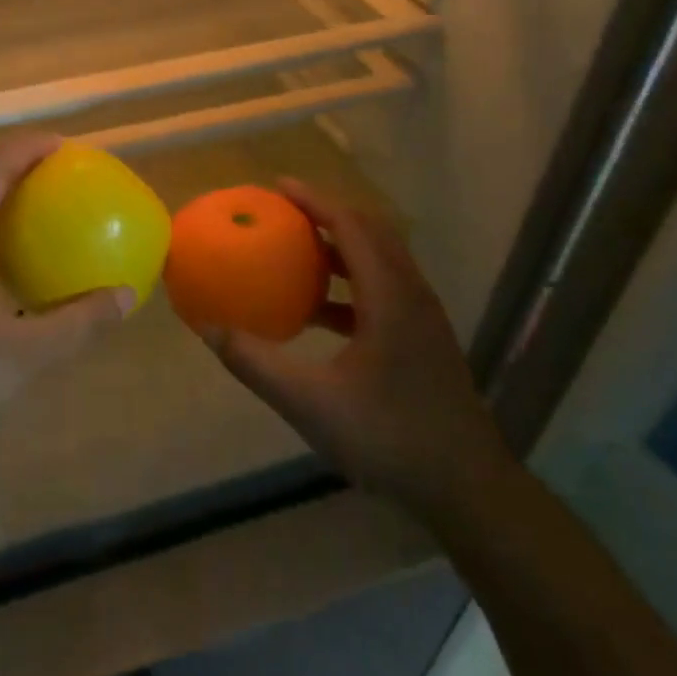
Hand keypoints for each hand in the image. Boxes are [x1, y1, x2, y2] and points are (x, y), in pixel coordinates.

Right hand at [196, 180, 514, 518]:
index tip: (277, 186)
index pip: (351, 226)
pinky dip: (350, 283)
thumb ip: (255, 363)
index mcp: (390, 298)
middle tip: (283, 211)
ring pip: (380, 261)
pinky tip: (319, 312)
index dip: (314, 200)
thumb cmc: (390, 438)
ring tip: (297, 251)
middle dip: (326, 214)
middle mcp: (412, 296)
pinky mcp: (424, 340)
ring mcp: (423, 319)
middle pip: (371, 233)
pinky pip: (383, 290)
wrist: (468, 489)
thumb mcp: (310, 403)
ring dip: (340, 247)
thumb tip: (208, 328)